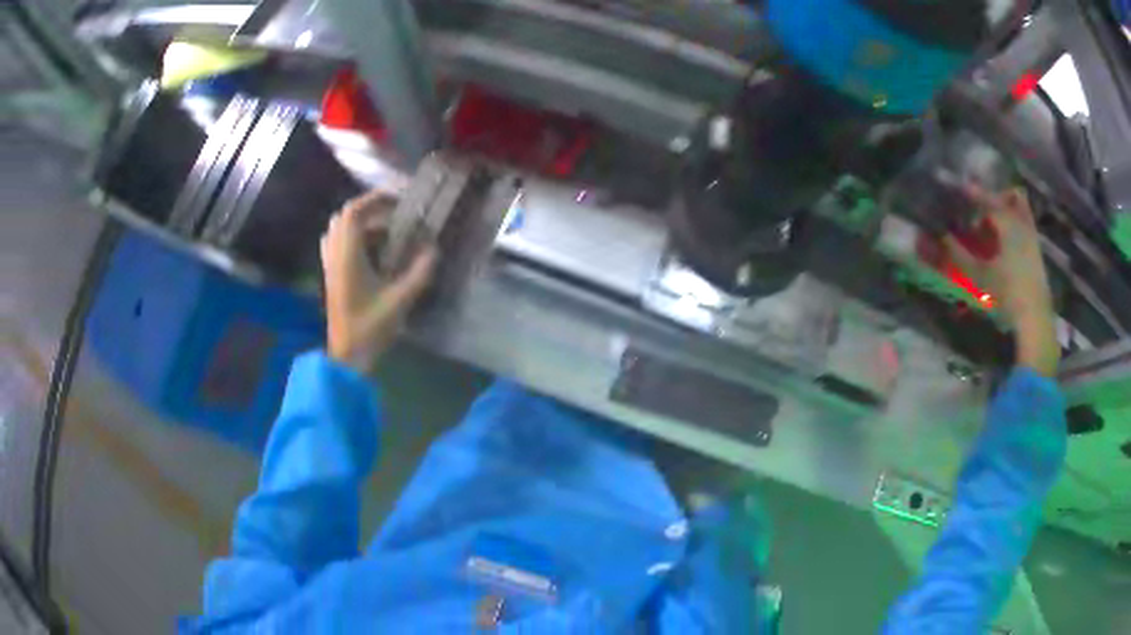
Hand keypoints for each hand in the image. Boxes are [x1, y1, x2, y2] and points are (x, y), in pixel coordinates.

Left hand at [321, 189, 436, 372]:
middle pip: (344, 218)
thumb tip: (434, 249)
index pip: (353, 213)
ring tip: (386, 234)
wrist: (347, 356)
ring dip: (361, 226)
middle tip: (393, 216)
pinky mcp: (331, 277)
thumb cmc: (371, 328)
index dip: (373, 200)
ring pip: (339, 231)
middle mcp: (334, 255)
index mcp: (347, 256)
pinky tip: (373, 253)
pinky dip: (354, 240)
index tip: (397, 200)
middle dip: (369, 211)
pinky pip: (337, 246)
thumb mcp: (401, 300)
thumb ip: (419, 272)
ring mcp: (330, 266)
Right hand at [945, 187, 1059, 375]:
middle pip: (1013, 197)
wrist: (1035, 318)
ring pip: (1022, 211)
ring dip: (1008, 211)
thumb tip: (942, 237)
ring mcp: (1032, 238)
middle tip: (982, 209)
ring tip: (993, 226)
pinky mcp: (1037, 253)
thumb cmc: (1007, 293)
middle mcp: (1023, 224)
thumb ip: (960, 254)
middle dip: (997, 198)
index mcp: (1009, 224)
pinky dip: (1014, 226)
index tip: (960, 188)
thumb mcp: (980, 275)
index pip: (989, 200)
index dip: (974, 193)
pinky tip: (1004, 243)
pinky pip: (1025, 227)